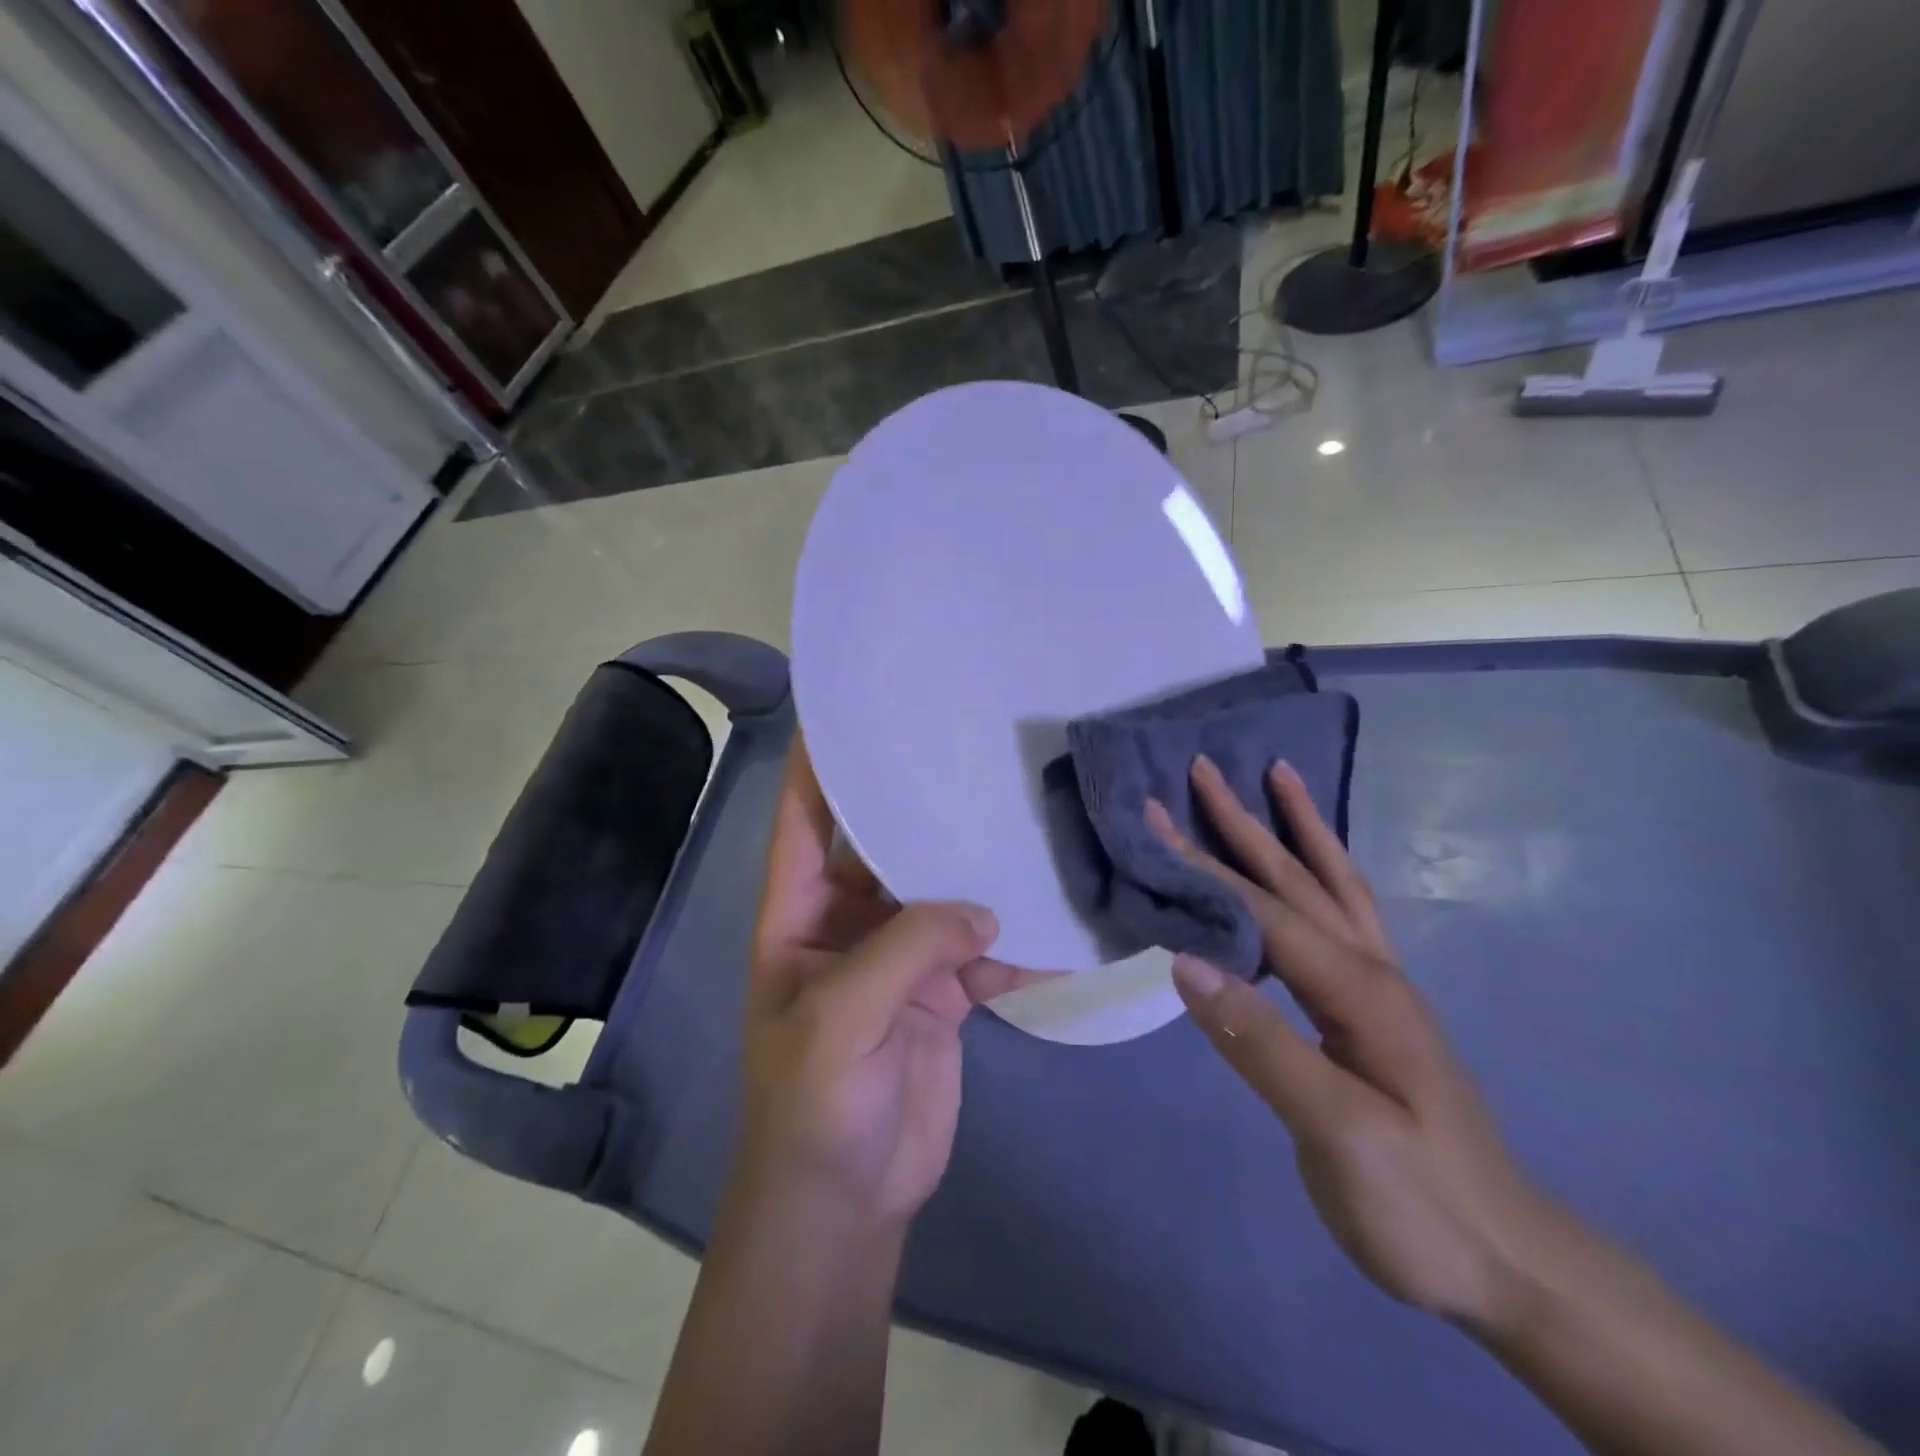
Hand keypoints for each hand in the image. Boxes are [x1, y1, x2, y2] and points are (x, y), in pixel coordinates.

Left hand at [739, 739, 1031, 1231]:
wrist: (846, 1200)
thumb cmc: (813, 1102)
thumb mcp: (841, 1016)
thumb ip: (909, 949)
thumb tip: (984, 907)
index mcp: (799, 912)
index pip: (805, 819)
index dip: (821, 763)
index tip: (854, 707)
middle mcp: (847, 920)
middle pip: (884, 845)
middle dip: (919, 805)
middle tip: (969, 749)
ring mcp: (898, 955)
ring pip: (941, 892)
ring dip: (977, 868)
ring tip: (1026, 816)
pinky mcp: (943, 992)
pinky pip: (981, 948)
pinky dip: (1015, 937)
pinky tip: (1057, 916)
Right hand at [1148, 756, 1567, 1330]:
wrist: (1511, 1264)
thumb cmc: (1421, 1204)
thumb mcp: (1339, 1133)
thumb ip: (1262, 1042)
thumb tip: (1185, 961)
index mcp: (1358, 990)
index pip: (1261, 910)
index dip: (1202, 865)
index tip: (1150, 820)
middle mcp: (1372, 972)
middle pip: (1298, 879)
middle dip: (1247, 821)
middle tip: (1206, 768)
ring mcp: (1381, 990)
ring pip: (1333, 887)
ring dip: (1299, 830)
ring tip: (1280, 780)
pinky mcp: (1377, 1013)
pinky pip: (1344, 919)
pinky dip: (1321, 876)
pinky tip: (1309, 872)